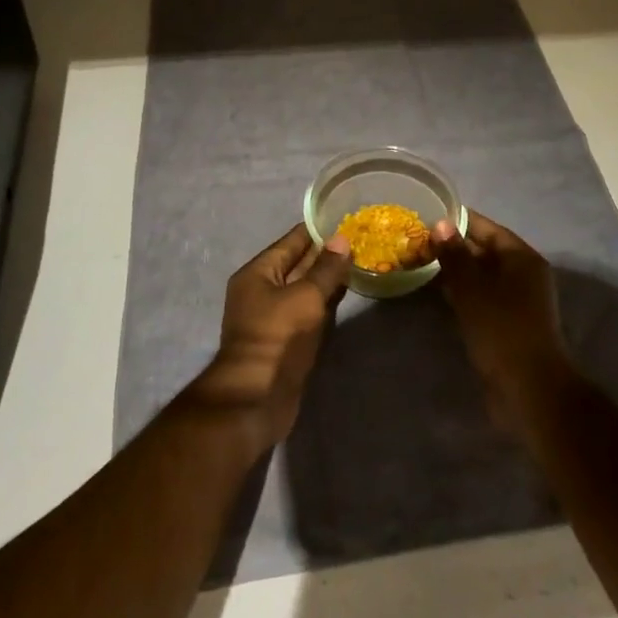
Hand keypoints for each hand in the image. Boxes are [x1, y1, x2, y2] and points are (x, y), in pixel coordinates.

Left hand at [191, 224, 350, 449]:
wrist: (258, 398)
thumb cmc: (278, 337)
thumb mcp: (306, 297)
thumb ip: (325, 269)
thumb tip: (341, 239)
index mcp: (257, 273)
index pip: (291, 242)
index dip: (317, 230)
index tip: (344, 219)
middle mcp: (261, 290)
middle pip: (297, 265)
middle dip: (325, 255)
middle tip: (359, 241)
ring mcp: (272, 317)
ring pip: (304, 289)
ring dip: (327, 280)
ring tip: (358, 263)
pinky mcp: (285, 340)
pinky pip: (307, 311)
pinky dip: (325, 302)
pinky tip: (346, 294)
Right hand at [432, 212, 572, 431]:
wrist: (529, 390)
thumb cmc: (502, 330)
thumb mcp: (472, 289)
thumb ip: (455, 255)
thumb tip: (441, 224)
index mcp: (522, 258)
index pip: (487, 228)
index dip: (459, 220)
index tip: (429, 213)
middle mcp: (522, 274)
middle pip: (484, 251)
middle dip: (453, 246)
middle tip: (417, 239)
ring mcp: (516, 301)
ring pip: (481, 276)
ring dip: (454, 270)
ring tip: (420, 261)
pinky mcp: (507, 323)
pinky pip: (481, 297)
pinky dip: (461, 292)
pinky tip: (436, 292)